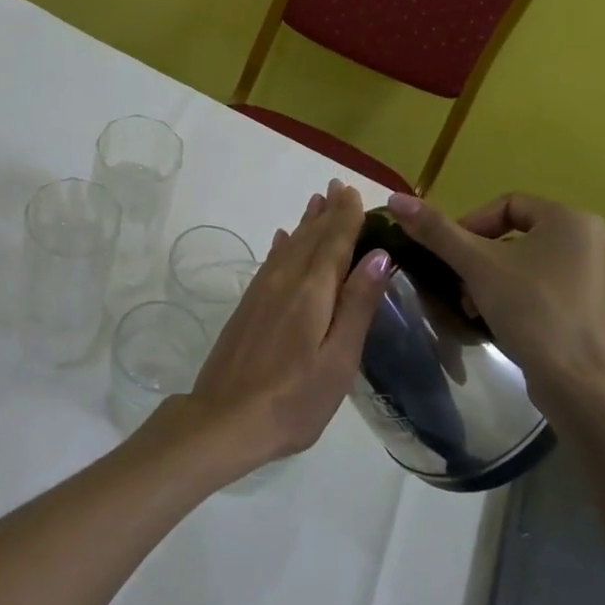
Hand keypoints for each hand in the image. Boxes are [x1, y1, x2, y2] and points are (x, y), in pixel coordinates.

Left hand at [177, 180, 392, 478]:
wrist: (226, 418)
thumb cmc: (294, 398)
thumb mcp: (339, 359)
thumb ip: (358, 304)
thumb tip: (379, 255)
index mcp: (312, 291)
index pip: (334, 243)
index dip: (346, 216)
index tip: (354, 191)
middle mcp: (285, 280)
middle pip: (311, 237)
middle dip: (327, 212)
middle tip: (338, 186)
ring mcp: (262, 291)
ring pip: (289, 245)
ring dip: (306, 223)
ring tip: (317, 202)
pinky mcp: (248, 305)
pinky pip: (270, 261)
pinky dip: (281, 245)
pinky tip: (281, 239)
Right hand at [387, 191, 604, 418]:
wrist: (580, 386)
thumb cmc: (531, 311)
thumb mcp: (476, 265)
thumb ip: (436, 230)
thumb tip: (395, 198)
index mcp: (572, 220)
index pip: (507, 204)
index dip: (471, 224)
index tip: (452, 254)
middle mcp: (594, 242)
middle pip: (518, 236)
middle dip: (481, 259)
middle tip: (460, 284)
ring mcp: (602, 279)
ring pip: (533, 265)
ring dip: (497, 280)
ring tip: (476, 307)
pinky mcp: (601, 312)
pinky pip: (552, 291)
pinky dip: (524, 299)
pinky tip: (506, 324)